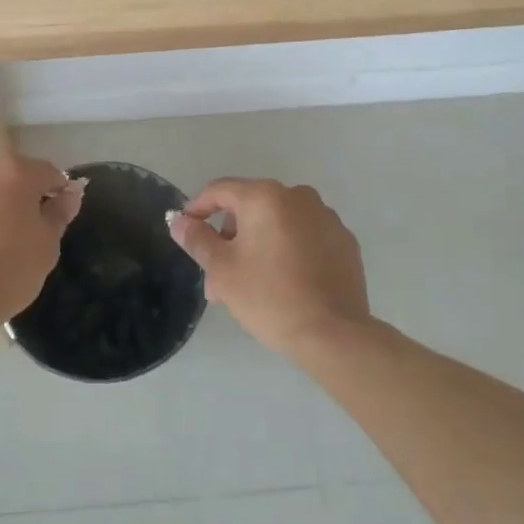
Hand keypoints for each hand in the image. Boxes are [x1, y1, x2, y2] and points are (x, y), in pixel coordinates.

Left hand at [0, 155, 83, 328]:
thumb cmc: (7, 273)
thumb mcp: (47, 246)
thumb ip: (59, 212)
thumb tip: (69, 192)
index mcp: (14, 172)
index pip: (45, 172)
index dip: (53, 192)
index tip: (52, 215)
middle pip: (0, 177)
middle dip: (8, 197)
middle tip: (10, 232)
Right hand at [167, 178, 370, 359]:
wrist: (334, 334)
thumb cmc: (269, 297)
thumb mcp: (223, 270)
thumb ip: (198, 239)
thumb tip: (179, 221)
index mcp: (265, 197)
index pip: (220, 190)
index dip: (198, 208)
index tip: (186, 231)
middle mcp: (298, 196)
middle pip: (250, 208)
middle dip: (229, 239)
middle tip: (217, 278)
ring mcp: (326, 217)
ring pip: (277, 224)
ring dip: (257, 247)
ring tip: (247, 288)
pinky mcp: (344, 241)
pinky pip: (304, 237)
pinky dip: (287, 251)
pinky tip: (284, 284)